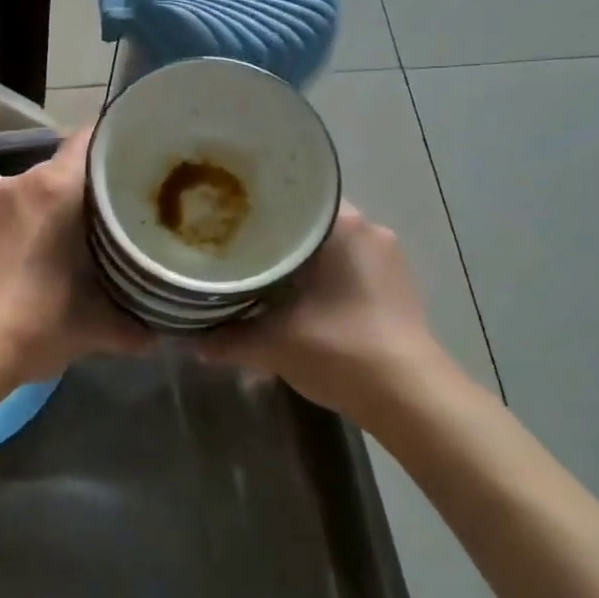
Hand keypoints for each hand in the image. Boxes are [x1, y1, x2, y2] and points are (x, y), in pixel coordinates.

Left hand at [0, 124, 149, 389]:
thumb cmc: (34, 323)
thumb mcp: (94, 327)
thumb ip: (134, 325)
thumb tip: (159, 336)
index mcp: (53, 188)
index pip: (92, 137)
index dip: (122, 141)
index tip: (146, 156)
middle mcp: (19, 182)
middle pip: (67, 164)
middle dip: (97, 182)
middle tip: (129, 205)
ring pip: (40, 188)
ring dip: (65, 205)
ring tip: (94, 233)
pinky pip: (17, 209)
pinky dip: (38, 221)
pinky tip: (51, 253)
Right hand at [196, 202, 455, 422]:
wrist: (408, 398)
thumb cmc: (341, 350)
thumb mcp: (273, 344)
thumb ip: (228, 338)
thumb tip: (191, 340)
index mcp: (344, 227)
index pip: (294, 198)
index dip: (258, 209)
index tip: (230, 220)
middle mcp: (370, 231)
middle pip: (311, 224)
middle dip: (277, 239)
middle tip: (238, 250)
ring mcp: (388, 259)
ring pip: (330, 247)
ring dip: (301, 262)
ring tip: (263, 276)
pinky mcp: (396, 287)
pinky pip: (348, 267)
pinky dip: (322, 278)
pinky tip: (298, 299)